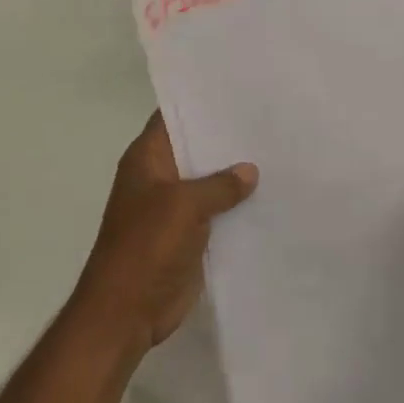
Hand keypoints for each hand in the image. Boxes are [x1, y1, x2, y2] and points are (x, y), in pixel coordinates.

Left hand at [73, 113, 256, 354]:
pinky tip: (270, 196)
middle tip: (268, 119)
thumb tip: (250, 170)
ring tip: (278, 152)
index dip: (200, 102)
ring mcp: (174, 207)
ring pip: (209, 181)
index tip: (237, 90)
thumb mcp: (184, 206)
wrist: (126, 312)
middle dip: (226, 138)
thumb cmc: (146, 247)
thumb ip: (219, 185)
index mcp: (147, 159)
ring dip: (235, 175)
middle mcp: (160, 177)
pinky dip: (236, 207)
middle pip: (195, 148)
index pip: (173, 116)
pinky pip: (216, 213)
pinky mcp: (188, 235)